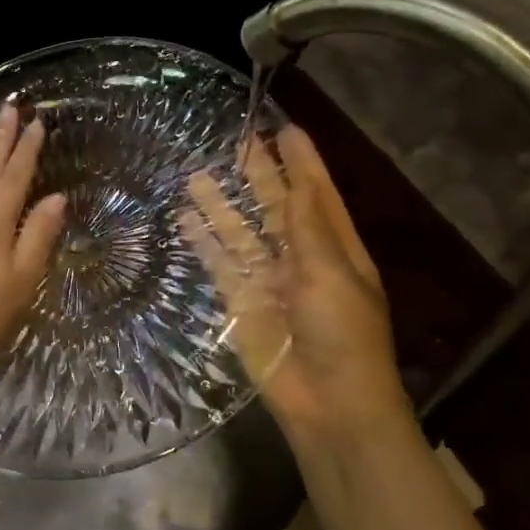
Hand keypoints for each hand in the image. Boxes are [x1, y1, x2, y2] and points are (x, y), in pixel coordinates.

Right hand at [180, 124, 411, 449]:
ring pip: (241, 233)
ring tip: (198, 172)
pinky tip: (186, 219)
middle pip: (276, 206)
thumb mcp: (332, 274)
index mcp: (335, 247)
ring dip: (223, 204)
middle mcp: (301, 257)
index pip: (316, 192)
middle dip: (259, 174)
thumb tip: (299, 179)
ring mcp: (268, 280)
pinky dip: (204, 243)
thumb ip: (309, 227)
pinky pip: (220, 265)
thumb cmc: (343, 335)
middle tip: (236, 139)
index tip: (284, 126)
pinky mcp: (241, 303)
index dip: (301, 160)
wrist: (329, 403)